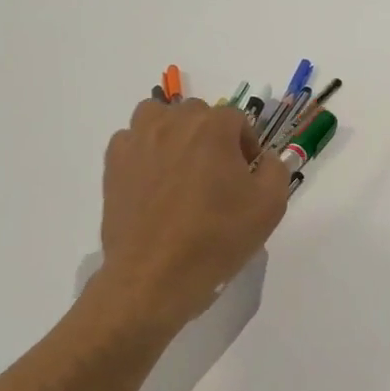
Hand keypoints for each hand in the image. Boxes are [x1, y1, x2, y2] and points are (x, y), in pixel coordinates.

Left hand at [83, 97, 289, 341]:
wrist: (155, 277)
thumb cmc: (218, 238)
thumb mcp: (271, 205)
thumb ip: (275, 169)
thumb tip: (264, 159)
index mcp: (213, 128)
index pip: (237, 119)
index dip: (247, 145)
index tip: (247, 175)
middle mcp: (173, 123)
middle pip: (198, 114)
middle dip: (211, 136)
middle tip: (217, 174)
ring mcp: (138, 141)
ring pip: (158, 116)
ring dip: (173, 132)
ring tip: (181, 166)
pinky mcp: (114, 164)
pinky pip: (131, 140)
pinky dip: (145, 150)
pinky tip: (154, 180)